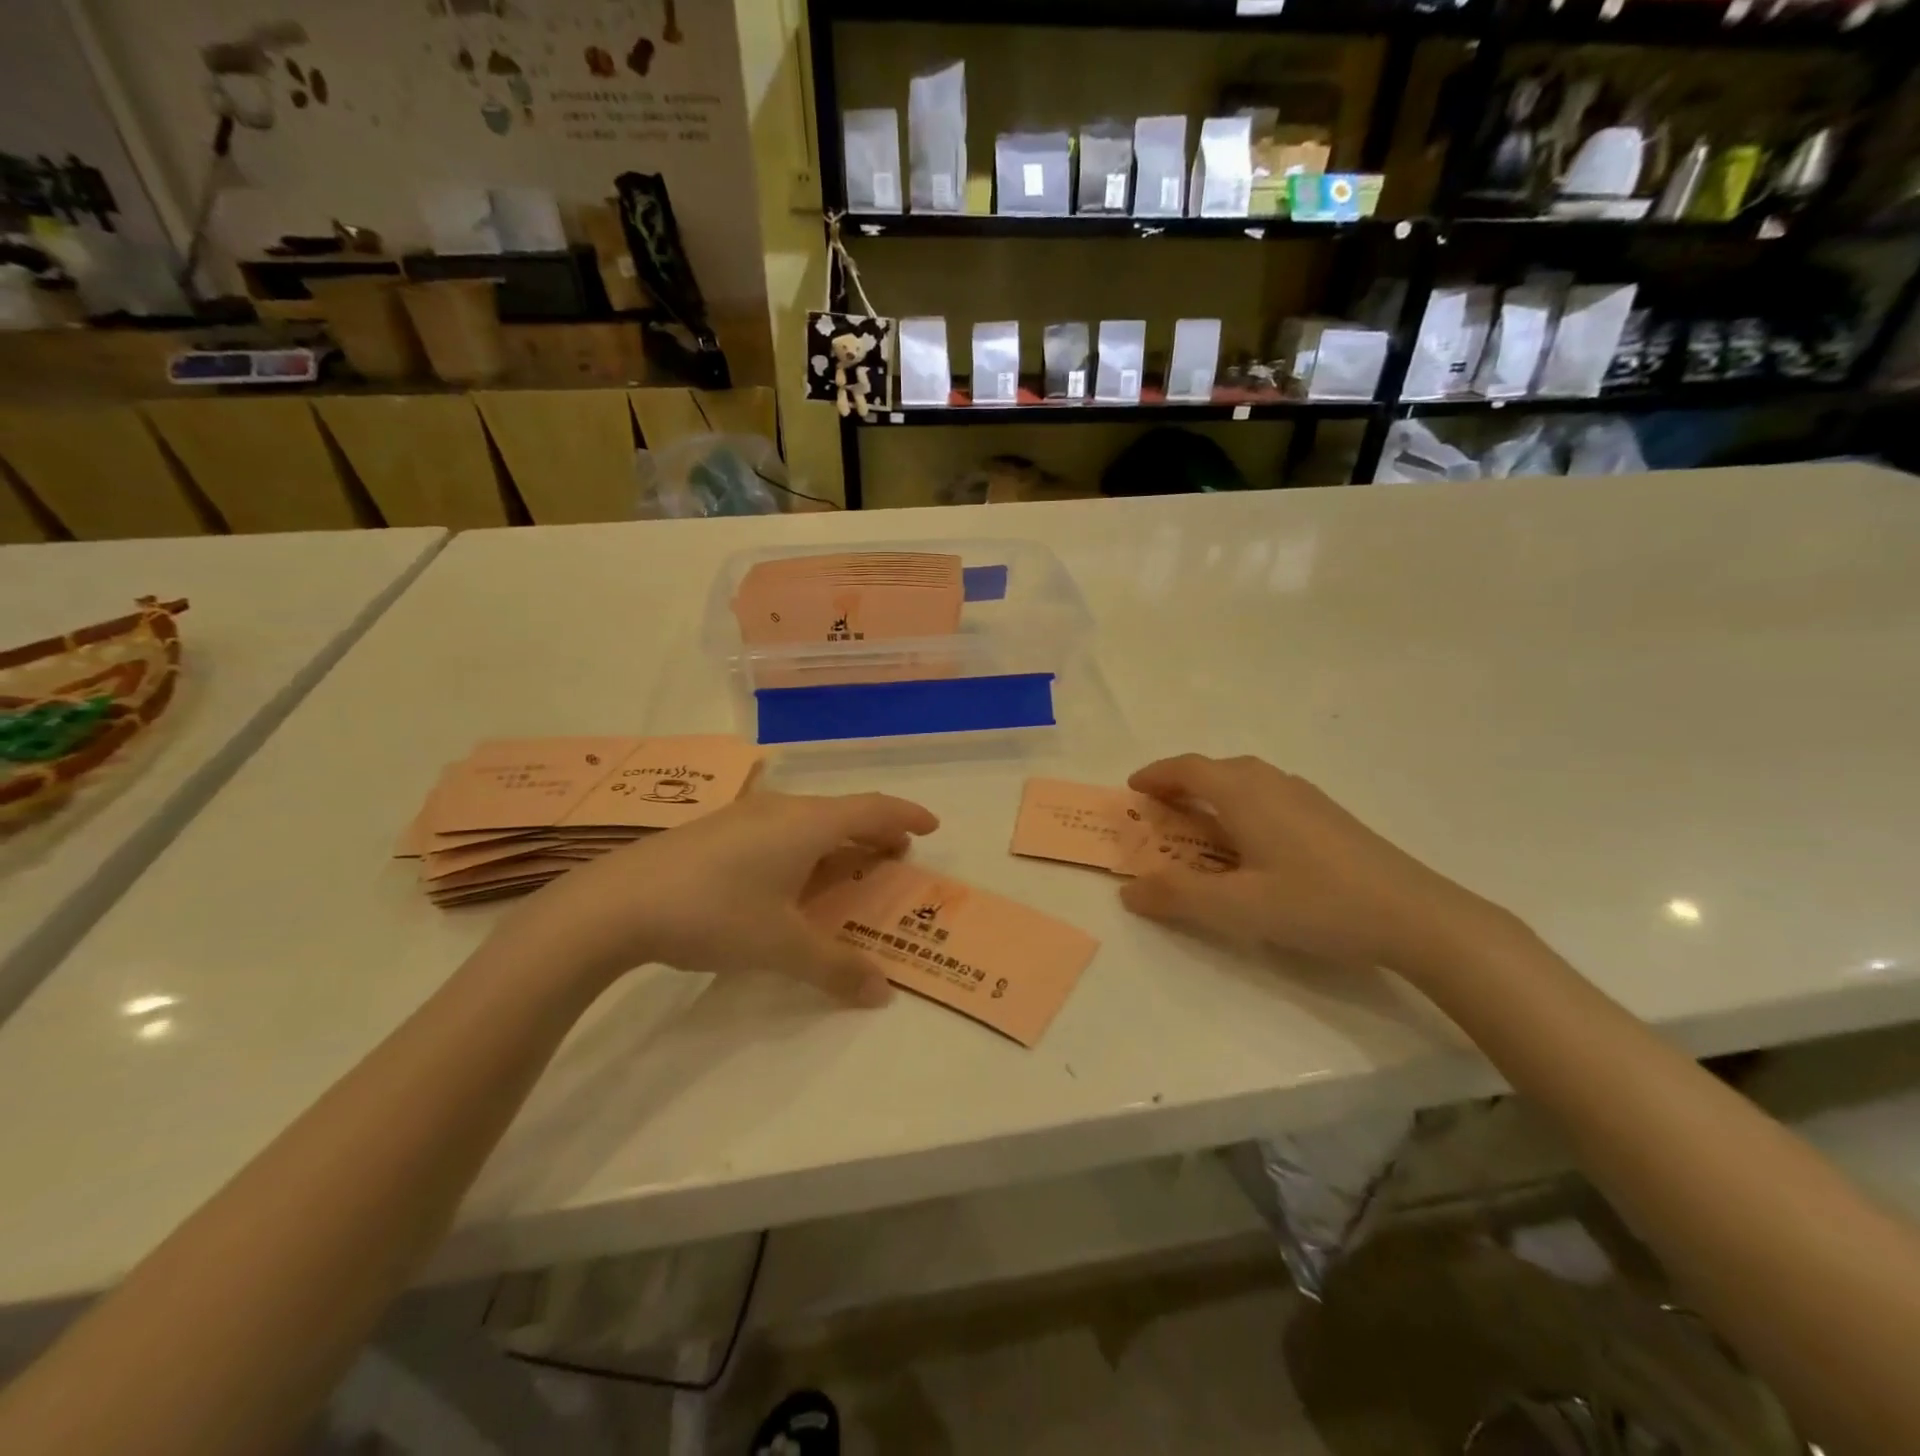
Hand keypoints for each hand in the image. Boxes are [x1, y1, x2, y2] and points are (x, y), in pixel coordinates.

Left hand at [495, 791, 938, 1004]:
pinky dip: (804, 848)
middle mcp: (780, 810)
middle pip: (842, 813)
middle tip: (893, 858)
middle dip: (874, 834)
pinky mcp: (716, 831)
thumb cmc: (714, 913)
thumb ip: (835, 967)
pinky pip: (779, 831)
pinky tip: (789, 879)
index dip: (905, 816)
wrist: (616, 904)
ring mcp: (744, 817)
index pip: (872, 810)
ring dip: (837, 842)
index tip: (931, 827)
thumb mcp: (780, 947)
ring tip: (847, 869)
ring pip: (808, 821)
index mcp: (807, 824)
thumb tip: (882, 993)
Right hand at [1118, 754, 1510, 976]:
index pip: (1188, 768)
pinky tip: (1254, 840)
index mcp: (1245, 794)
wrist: (1416, 915)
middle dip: (1182, 782)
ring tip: (1201, 822)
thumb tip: (1128, 890)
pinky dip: (1242, 803)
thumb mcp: (1237, 907)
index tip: (1132, 788)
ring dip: (1214, 791)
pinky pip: (1269, 793)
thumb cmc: (1317, 903)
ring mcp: (1306, 796)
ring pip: (1246, 779)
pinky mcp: (1329, 815)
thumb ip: (1177, 897)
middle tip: (1161, 809)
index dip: (1156, 774)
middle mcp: (1273, 783)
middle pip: (1216, 768)